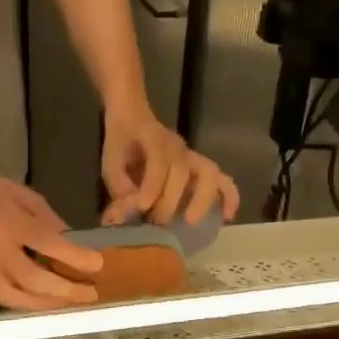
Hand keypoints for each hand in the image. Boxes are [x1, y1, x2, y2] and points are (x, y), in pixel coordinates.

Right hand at [0, 162, 102, 309]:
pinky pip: (6, 298)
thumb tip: (74, 246)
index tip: (98, 265)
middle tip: (92, 294)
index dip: (75, 258)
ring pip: (18, 298)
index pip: (48, 244)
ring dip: (48, 304)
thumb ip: (50, 222)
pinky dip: (29, 303)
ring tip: (72, 302)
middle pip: (34, 280)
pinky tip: (47, 301)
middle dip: (66, 290)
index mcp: (9, 223)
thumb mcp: (25, 196)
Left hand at [101, 106, 239, 225]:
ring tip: (190, 221)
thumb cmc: (122, 141)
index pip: (159, 162)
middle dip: (171, 200)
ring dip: (203, 200)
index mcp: (154, 140)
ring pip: (209, 174)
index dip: (152, 186)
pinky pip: (223, 180)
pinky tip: (227, 216)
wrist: (134, 117)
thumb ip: (118, 186)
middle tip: (157, 221)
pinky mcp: (201, 168)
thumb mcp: (110, 161)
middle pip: (184, 171)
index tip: (142, 207)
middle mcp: (178, 148)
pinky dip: (228, 197)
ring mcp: (193, 157)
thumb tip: (124, 215)